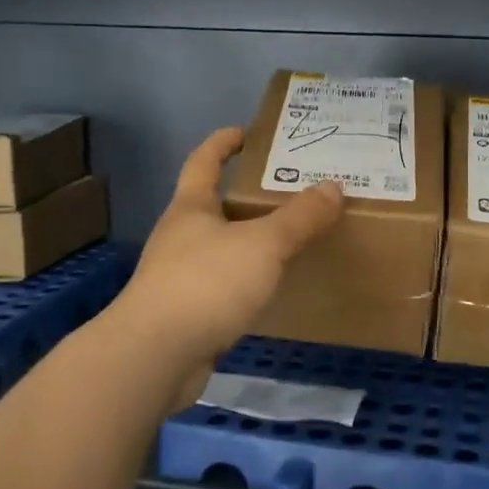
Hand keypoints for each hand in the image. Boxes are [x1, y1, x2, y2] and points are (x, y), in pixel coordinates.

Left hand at [109, 128, 343, 398]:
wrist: (156, 356)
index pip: (203, 161)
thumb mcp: (263, 244)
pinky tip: (268, 289)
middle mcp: (179, 236)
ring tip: (287, 239)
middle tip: (287, 191)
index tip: (245, 132)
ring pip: (218, 247)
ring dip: (246, 240)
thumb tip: (333, 187)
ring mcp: (177, 276)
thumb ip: (299, 217)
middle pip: (212, 205)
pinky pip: (221, 285)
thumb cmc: (207, 283)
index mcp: (191, 208)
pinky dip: (244, 280)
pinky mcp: (184, 314)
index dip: (222, 143)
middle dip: (244, 195)